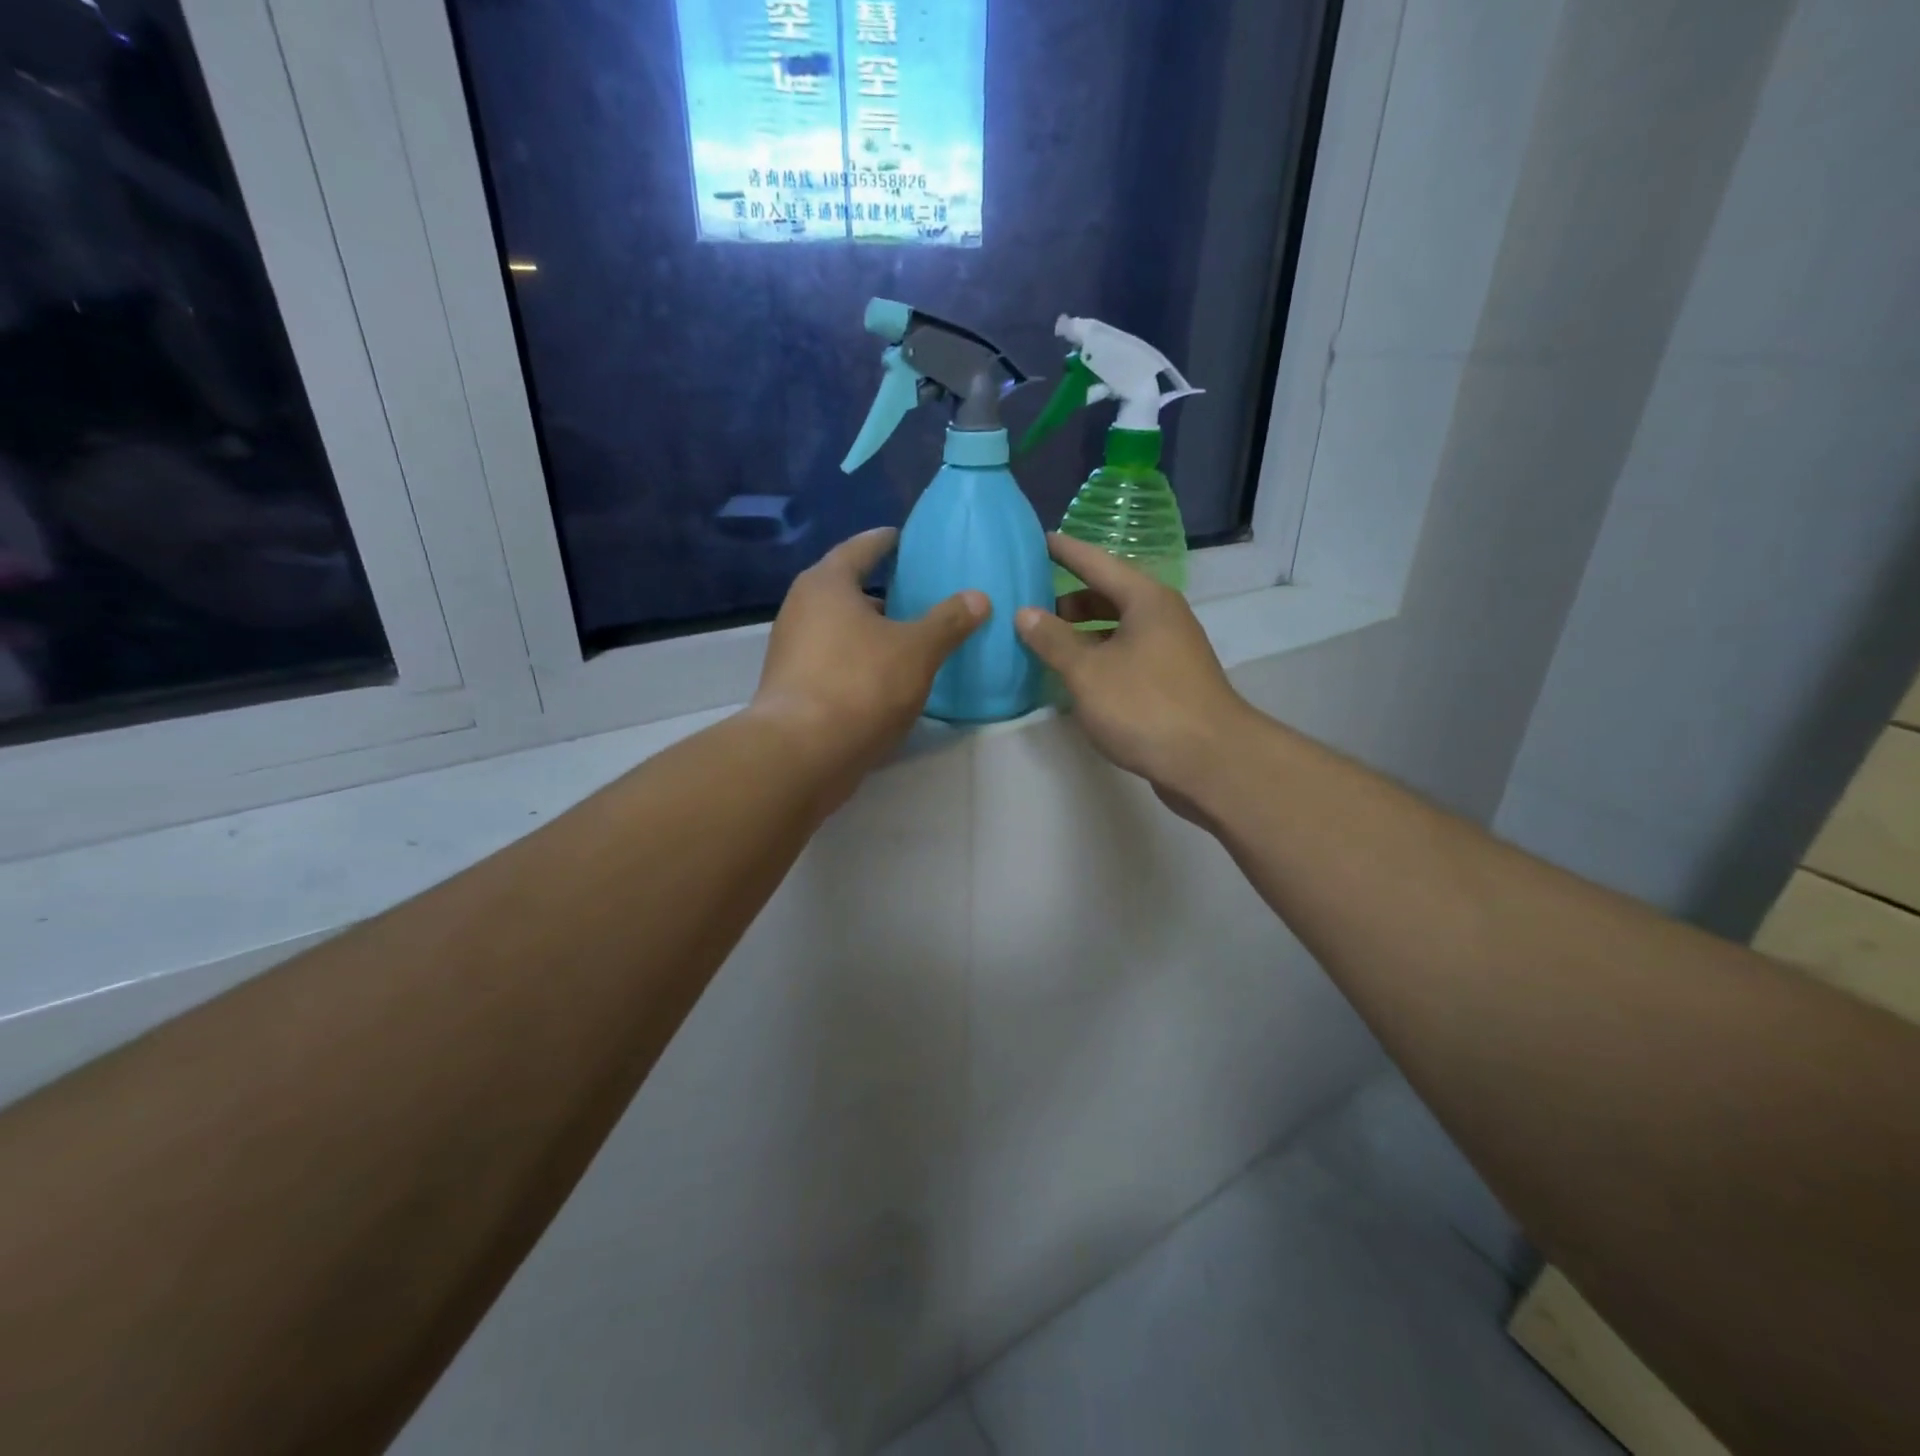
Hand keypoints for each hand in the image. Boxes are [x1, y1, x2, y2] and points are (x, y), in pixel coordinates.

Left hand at [751, 528, 986, 797]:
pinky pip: (834, 659)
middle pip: (847, 589)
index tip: (904, 538)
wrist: (802, 753)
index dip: (886, 542)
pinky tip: (886, 677)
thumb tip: (978, 597)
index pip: (860, 548)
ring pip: (840, 628)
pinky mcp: (793, 686)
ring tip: (909, 637)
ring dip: (871, 630)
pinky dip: (859, 660)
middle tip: (917, 594)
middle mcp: (801, 609)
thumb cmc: (860, 685)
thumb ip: (948, 621)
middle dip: (881, 592)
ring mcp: (792, 650)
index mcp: (827, 584)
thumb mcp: (917, 650)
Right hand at [1016, 535, 1253, 817]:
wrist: (1210, 762)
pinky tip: (1075, 677)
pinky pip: (1125, 656)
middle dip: (1068, 600)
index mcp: (1146, 600)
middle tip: (1028, 605)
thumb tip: (1025, 612)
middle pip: (1108, 596)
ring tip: (1044, 643)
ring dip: (1082, 634)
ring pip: (1117, 630)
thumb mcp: (1088, 672)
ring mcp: (1169, 650)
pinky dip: (1098, 658)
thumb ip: (1053, 640)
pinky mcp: (1170, 681)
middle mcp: (1161, 617)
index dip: (1065, 551)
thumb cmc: (1145, 706)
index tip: (1037, 539)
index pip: (1097, 562)